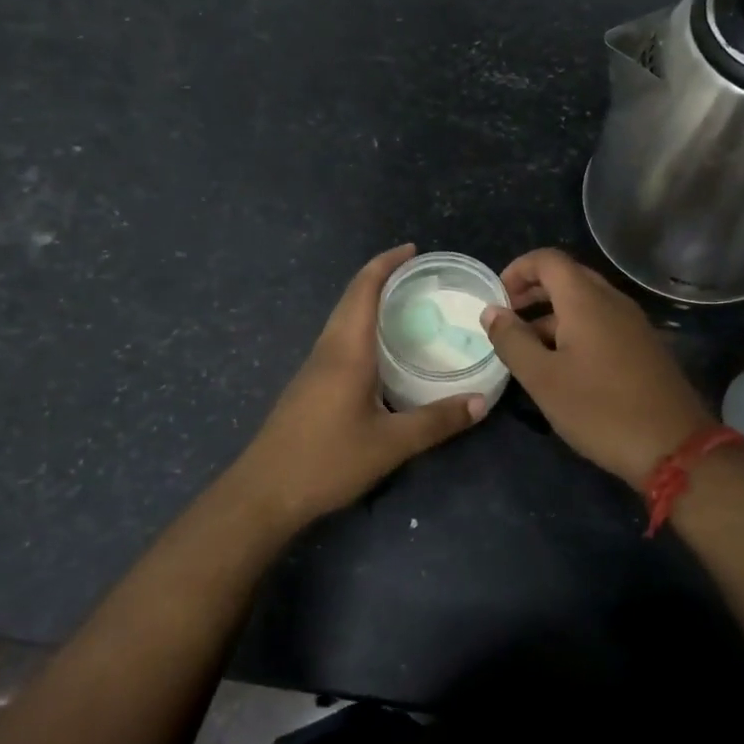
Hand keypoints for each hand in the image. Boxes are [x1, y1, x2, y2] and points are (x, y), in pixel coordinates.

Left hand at [235, 245, 484, 525]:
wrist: (264, 493)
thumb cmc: (326, 461)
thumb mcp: (390, 444)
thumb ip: (436, 421)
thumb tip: (480, 403)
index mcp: (346, 351)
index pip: (363, 290)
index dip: (385, 264)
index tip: (412, 250)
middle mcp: (327, 349)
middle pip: (351, 298)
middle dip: (381, 277)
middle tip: (419, 276)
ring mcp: (314, 367)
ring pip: (343, 319)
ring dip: (369, 302)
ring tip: (407, 306)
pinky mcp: (309, 386)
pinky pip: (339, 340)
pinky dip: (362, 328)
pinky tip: (381, 351)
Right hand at [481, 248, 712, 489]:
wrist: (674, 447)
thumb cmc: (600, 409)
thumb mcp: (543, 379)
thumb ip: (512, 341)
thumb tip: (491, 311)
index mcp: (586, 300)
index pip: (548, 259)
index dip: (517, 270)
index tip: (498, 298)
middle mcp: (612, 301)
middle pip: (567, 277)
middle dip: (533, 291)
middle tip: (508, 319)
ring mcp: (633, 323)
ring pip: (586, 302)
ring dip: (552, 314)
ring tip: (528, 349)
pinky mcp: (644, 346)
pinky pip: (603, 322)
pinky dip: (575, 330)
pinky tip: (564, 366)